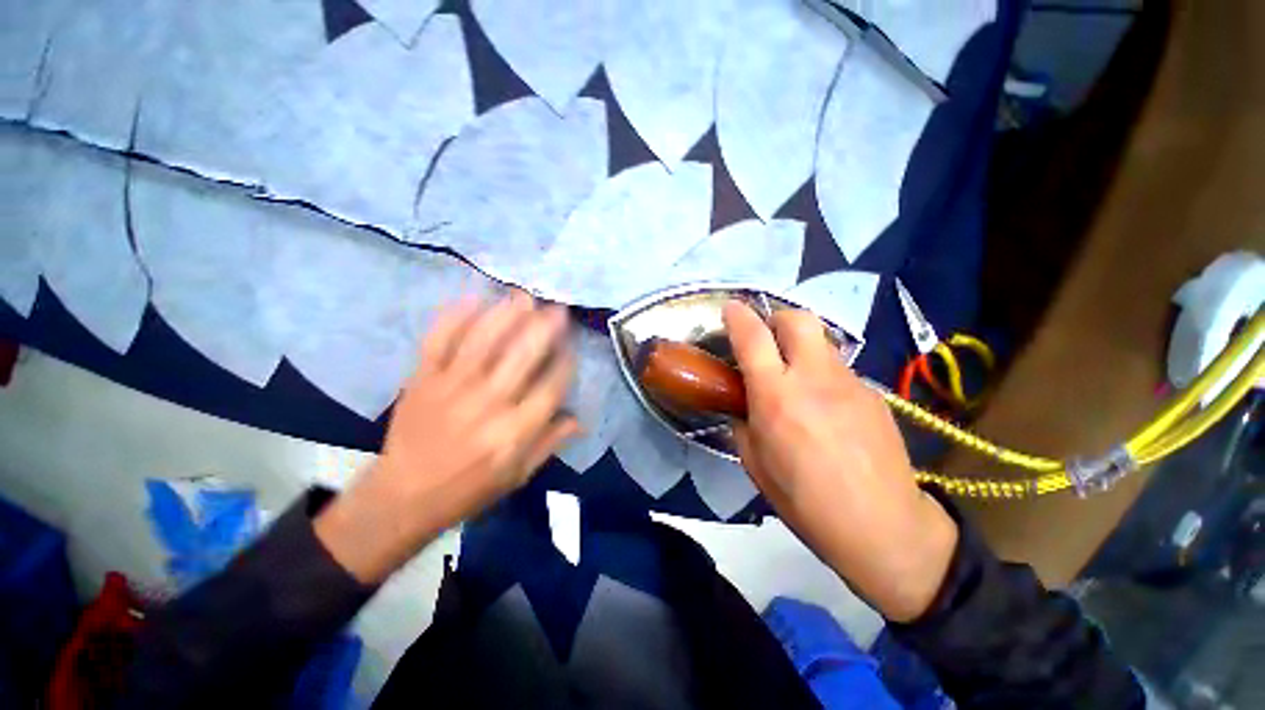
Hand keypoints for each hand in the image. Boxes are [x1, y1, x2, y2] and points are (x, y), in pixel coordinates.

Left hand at [316, 292, 577, 583]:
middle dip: (544, 328)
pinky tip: (472, 297)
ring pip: (484, 341)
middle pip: (522, 357)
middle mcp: (488, 405)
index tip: (572, 347)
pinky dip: (454, 316)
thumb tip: (580, 418)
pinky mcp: (422, 379)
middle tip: (557, 308)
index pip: (551, 387)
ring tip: (523, 296)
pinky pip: (439, 340)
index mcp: (515, 432)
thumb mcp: (519, 475)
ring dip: (506, 315)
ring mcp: (452, 388)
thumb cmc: (469, 488)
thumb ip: (550, 443)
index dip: (565, 363)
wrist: (403, 496)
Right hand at [724, 301, 956, 621]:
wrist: (883, 528)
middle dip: (776, 318)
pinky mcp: (873, 394)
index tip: (730, 308)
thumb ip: (743, 423)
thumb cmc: (805, 501)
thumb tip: (743, 406)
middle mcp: (814, 378)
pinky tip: (824, 408)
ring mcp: (850, 383)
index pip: (753, 338)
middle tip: (765, 338)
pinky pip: (839, 371)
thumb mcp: (755, 463)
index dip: (738, 316)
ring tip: (794, 378)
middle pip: (797, 319)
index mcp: (776, 396)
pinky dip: (822, 375)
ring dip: (800, 348)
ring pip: (821, 342)